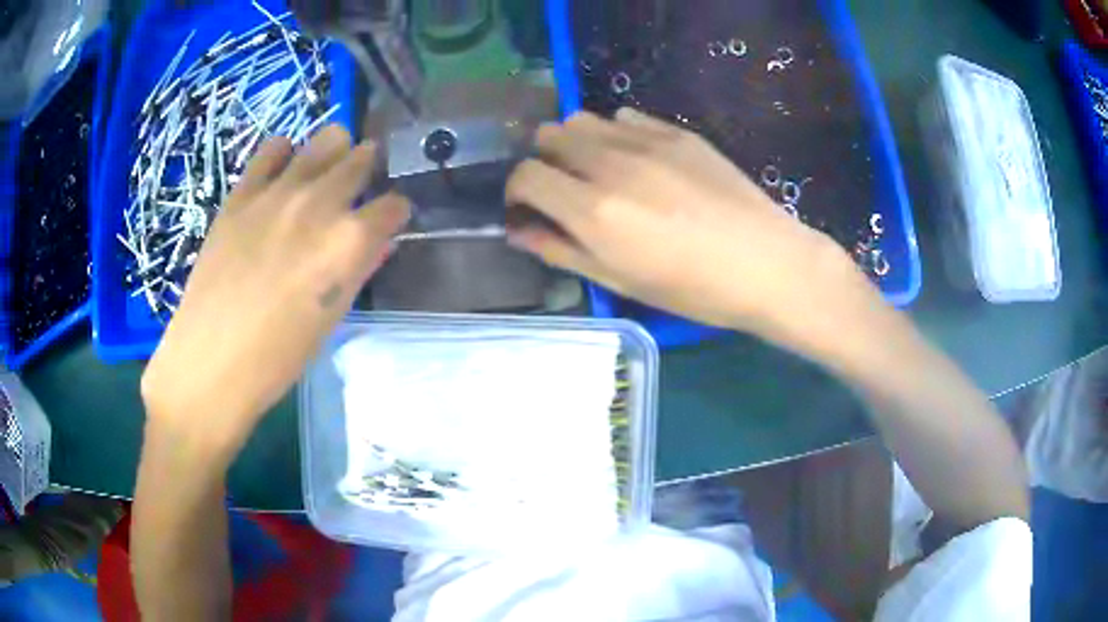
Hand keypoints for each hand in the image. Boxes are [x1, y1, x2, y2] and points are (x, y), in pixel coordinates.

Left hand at [141, 126, 409, 458]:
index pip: (394, 204)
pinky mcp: (243, 192)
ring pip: (325, 140)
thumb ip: (359, 269)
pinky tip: (282, 174)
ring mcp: (279, 192)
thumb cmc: (279, 355)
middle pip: (362, 159)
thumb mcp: (332, 317)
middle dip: (368, 170)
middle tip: (358, 187)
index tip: (386, 222)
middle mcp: (320, 204)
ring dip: (334, 152)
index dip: (394, 213)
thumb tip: (378, 241)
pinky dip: (285, 154)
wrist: (211, 360)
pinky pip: (273, 148)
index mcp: (349, 241)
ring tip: (324, 173)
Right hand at [505, 109, 875, 350]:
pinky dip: (615, 133)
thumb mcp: (620, 281)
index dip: (516, 189)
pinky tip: (637, 159)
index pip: (526, 174)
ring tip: (598, 170)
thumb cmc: (694, 288)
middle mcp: (611, 164)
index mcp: (593, 209)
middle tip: (563, 188)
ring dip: (576, 141)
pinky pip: (625, 117)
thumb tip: (518, 230)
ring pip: (583, 118)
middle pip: (549, 135)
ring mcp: (646, 141)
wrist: (767, 263)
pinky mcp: (676, 132)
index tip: (527, 206)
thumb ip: (561, 250)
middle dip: (544, 160)